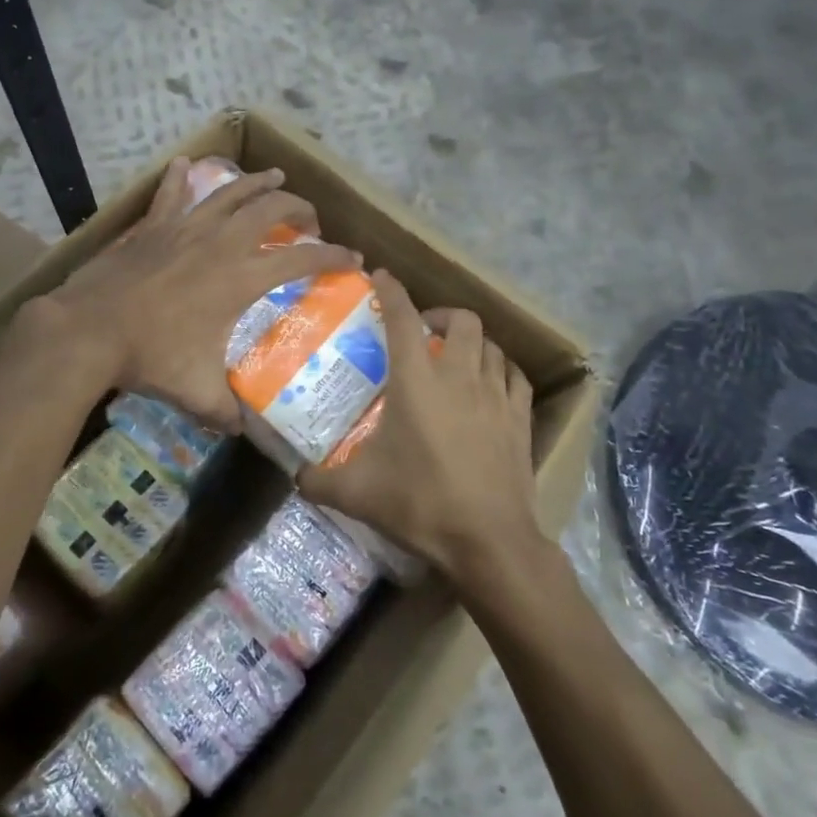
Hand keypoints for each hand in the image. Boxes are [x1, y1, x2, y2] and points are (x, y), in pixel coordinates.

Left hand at [37, 158, 359, 430]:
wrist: (88, 330)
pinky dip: (180, 178)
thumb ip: (226, 412)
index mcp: (240, 278)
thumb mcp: (197, 393)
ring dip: (257, 183)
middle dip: (299, 208)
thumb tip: (240, 429)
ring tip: (275, 176)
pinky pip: (170, 194)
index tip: (352, 258)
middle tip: (311, 218)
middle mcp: (220, 243)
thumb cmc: (149, 357)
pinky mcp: (152, 227)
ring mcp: (184, 228)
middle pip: (271, 209)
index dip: (333, 256)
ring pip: (229, 193)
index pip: (301, 258)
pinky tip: (186, 163)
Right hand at [297, 271, 543, 589]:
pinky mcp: (520, 418)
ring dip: (471, 341)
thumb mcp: (356, 493)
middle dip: (439, 315)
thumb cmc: (419, 503)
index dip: (391, 291)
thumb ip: (318, 480)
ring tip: (454, 357)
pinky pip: (514, 376)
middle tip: (421, 332)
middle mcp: (460, 375)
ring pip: (491, 344)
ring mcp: (496, 395)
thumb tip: (295, 477)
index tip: (381, 277)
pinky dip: (499, 368)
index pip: (402, 318)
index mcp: (417, 380)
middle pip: (461, 320)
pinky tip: (490, 382)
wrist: (488, 540)